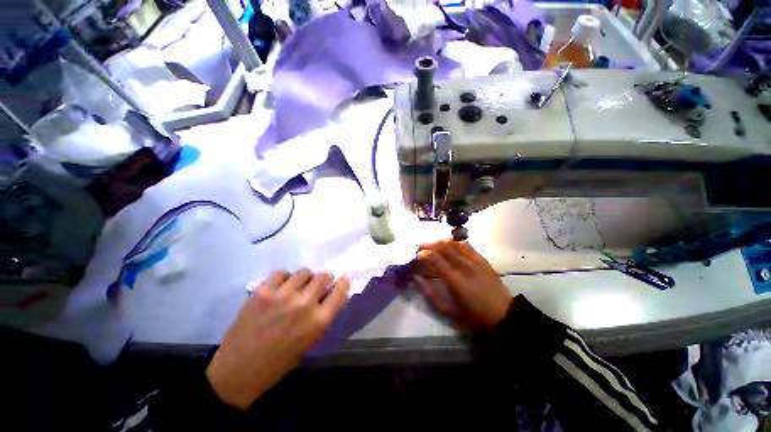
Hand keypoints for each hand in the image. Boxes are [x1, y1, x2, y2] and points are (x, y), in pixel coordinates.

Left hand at [206, 269, 348, 408]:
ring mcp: (282, 296)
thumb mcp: (309, 341)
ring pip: (304, 272)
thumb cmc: (279, 362)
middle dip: (325, 278)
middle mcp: (304, 305)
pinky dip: (285, 277)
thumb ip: (322, 316)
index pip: (340, 292)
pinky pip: (281, 273)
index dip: (344, 282)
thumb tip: (329, 295)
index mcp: (318, 322)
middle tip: (319, 283)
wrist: (238, 371)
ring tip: (298, 286)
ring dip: (306, 277)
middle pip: (323, 276)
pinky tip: (281, 287)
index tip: (344, 278)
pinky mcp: (263, 292)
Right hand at [415, 240, 511, 329]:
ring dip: (442, 242)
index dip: (425, 254)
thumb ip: (430, 294)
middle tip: (422, 246)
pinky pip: (468, 246)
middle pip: (444, 249)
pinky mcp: (483, 260)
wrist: (503, 315)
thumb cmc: (473, 316)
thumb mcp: (448, 311)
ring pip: (455, 245)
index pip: (436, 260)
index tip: (417, 254)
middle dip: (430, 245)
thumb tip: (417, 278)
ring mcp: (475, 262)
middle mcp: (464, 266)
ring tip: (433, 243)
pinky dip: (456, 243)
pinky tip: (451, 243)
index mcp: (455, 280)